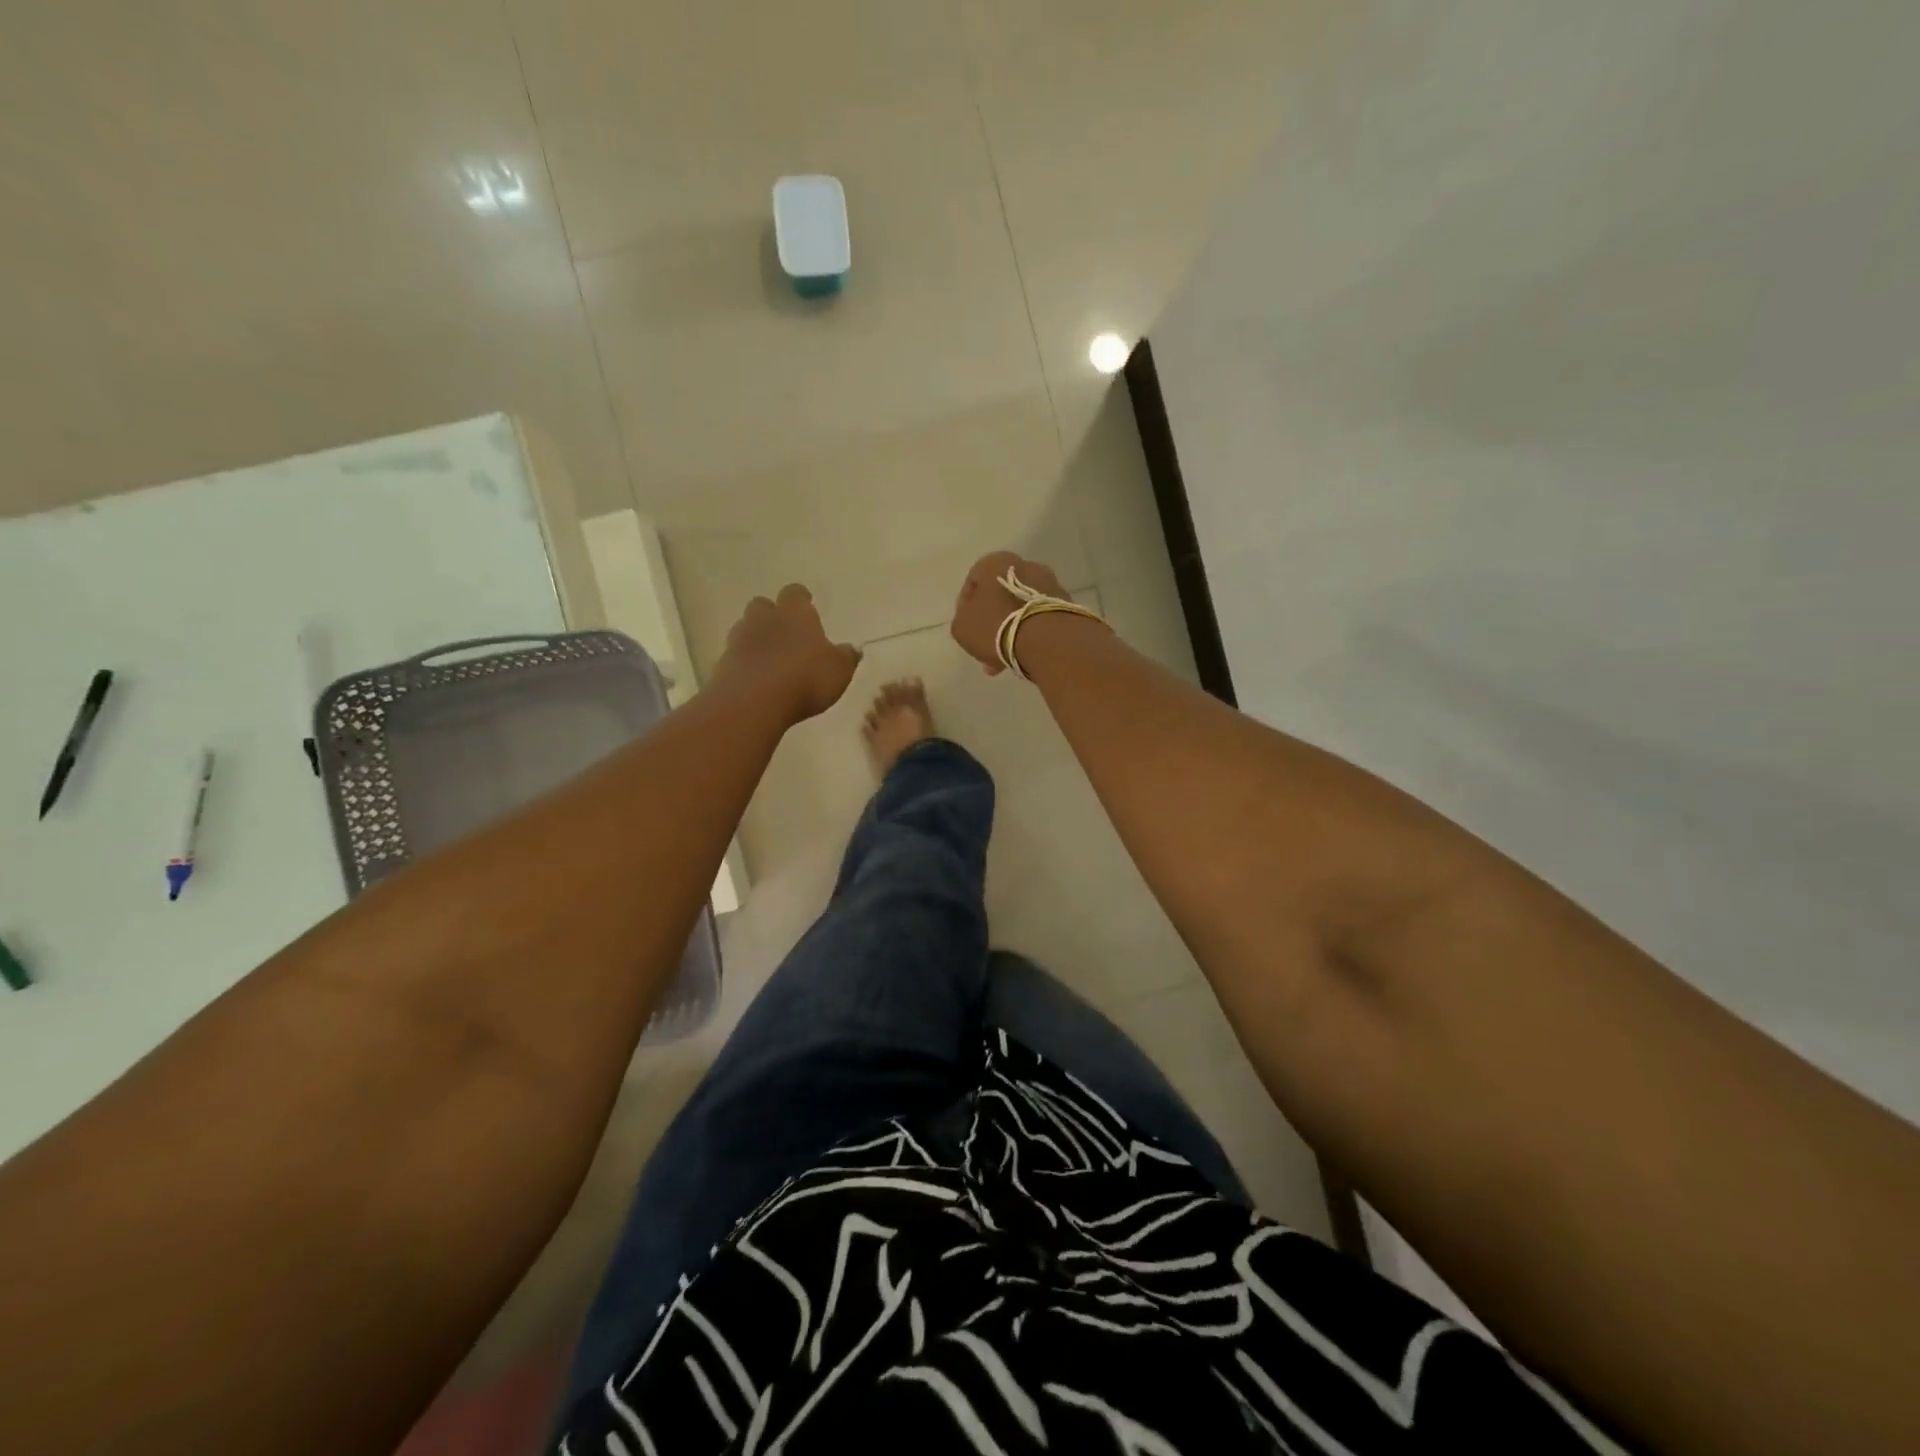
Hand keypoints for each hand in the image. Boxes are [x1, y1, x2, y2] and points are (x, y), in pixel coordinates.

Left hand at [714, 584, 860, 722]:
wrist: (754, 700)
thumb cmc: (806, 678)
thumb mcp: (839, 671)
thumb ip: (846, 657)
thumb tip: (853, 648)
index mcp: (796, 613)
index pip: (795, 593)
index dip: (801, 599)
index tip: (807, 605)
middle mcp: (765, 619)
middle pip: (763, 605)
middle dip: (772, 615)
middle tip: (785, 632)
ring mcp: (740, 640)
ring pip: (746, 628)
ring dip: (757, 638)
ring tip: (771, 658)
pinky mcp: (724, 663)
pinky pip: (736, 656)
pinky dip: (746, 662)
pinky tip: (757, 679)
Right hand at [950, 551, 1068, 674]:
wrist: (1047, 639)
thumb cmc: (996, 626)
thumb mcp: (962, 627)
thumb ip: (963, 619)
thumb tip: (975, 620)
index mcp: (995, 562)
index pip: (973, 582)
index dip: (966, 607)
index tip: (967, 629)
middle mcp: (1025, 565)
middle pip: (1000, 596)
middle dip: (991, 622)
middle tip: (984, 647)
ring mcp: (1050, 584)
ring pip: (1021, 609)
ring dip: (1010, 631)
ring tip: (1003, 660)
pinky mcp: (1067, 604)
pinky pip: (1040, 620)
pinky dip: (1030, 635)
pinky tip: (1022, 656)